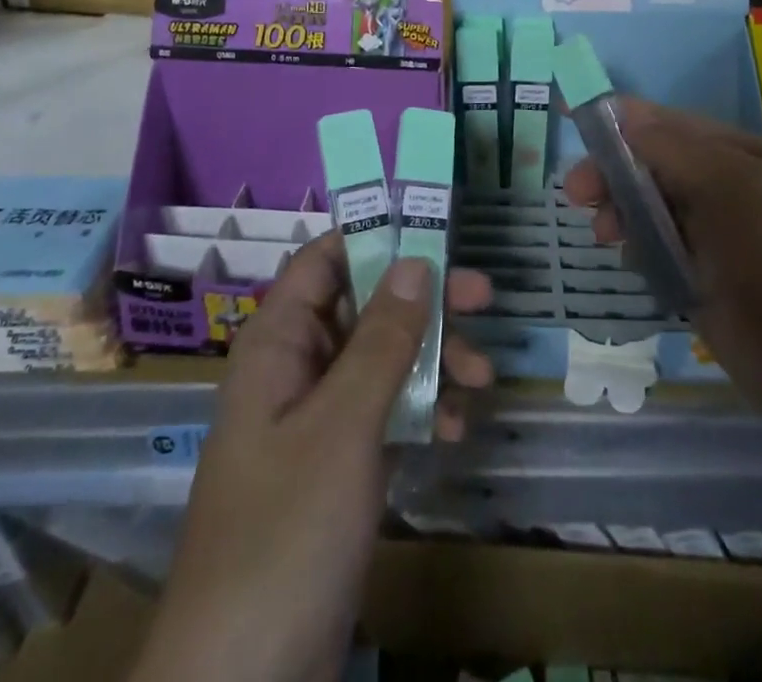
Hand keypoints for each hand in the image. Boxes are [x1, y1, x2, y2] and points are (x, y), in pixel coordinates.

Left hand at [139, 234, 492, 681]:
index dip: (375, 236)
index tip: (436, 228)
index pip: (324, 260)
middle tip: (483, 296)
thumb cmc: (285, 534)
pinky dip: (420, 411)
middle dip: (423, 300)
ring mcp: (316, 420)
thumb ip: (381, 341)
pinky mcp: (336, 467)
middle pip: (363, 305)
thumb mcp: (342, 427)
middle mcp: (295, 369)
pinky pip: (384, 413)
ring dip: (432, 359)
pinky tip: (455, 431)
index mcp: (278, 344)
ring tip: (483, 377)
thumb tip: (415, 261)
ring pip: (380, 359)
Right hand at [563, 100, 761, 457]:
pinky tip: (631, 267)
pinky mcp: (710, 291)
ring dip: (622, 215)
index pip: (666, 125)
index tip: (572, 130)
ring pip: (653, 213)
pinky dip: (639, 255)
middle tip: (578, 198)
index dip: (619, 124)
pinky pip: (661, 259)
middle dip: (613, 174)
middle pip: (653, 167)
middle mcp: (727, 192)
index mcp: (739, 157)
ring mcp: (719, 244)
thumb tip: (621, 112)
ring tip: (604, 237)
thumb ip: (674, 151)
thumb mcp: (737, 190)